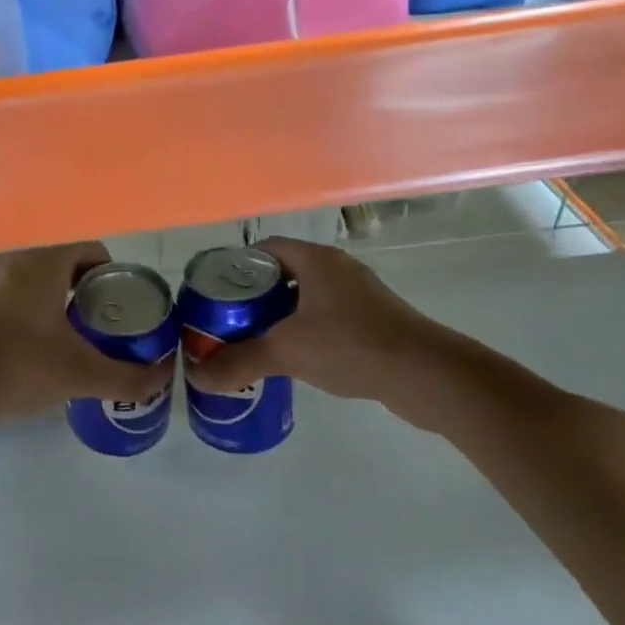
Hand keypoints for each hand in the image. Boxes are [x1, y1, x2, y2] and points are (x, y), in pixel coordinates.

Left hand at [0, 243, 175, 424]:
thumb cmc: (14, 370)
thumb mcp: (78, 376)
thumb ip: (126, 377)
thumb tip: (161, 379)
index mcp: (41, 260)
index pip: (87, 247)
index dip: (107, 273)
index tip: (111, 305)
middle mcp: (8, 254)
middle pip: (56, 257)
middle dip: (77, 285)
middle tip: (88, 321)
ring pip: (25, 270)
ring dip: (45, 291)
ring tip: (54, 331)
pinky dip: (15, 300)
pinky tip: (15, 338)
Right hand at [187, 238, 439, 407]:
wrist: (427, 375)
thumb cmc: (352, 345)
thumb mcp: (287, 352)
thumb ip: (240, 361)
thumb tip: (197, 376)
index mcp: (316, 260)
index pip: (265, 248)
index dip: (236, 266)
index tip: (213, 292)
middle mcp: (338, 270)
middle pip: (283, 273)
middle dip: (253, 296)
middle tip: (226, 321)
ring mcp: (359, 296)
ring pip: (305, 298)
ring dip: (279, 316)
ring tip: (251, 341)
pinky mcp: (374, 322)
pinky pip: (327, 318)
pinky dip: (305, 332)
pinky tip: (293, 359)